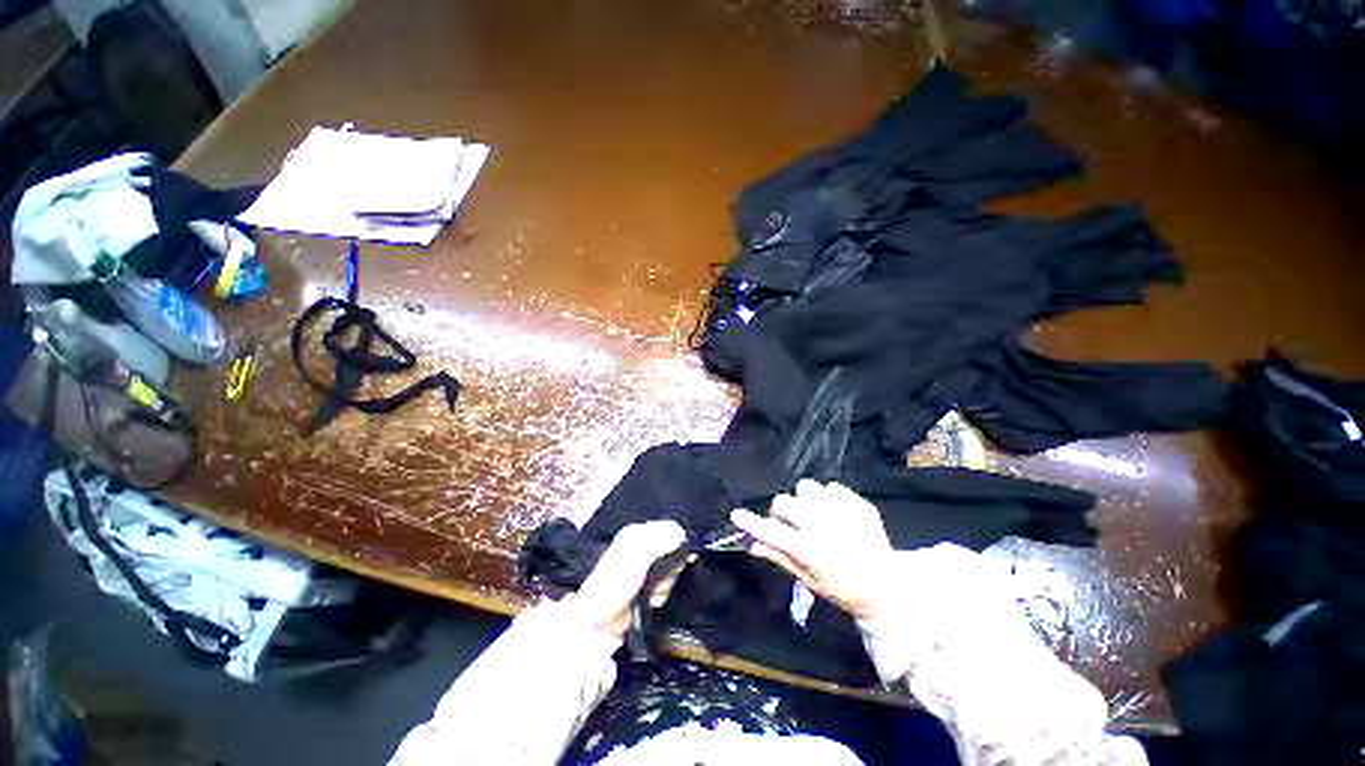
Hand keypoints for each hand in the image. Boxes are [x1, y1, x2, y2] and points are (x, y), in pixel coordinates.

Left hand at [571, 520, 688, 637]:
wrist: (599, 620)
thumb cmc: (615, 582)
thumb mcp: (637, 557)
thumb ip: (661, 543)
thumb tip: (682, 534)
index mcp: (637, 534)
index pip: (666, 527)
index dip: (678, 537)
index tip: (686, 552)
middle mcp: (643, 548)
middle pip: (673, 550)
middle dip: (671, 566)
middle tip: (660, 574)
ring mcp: (646, 569)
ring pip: (672, 570)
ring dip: (664, 583)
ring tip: (650, 591)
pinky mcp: (649, 588)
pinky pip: (666, 586)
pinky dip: (660, 594)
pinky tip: (649, 600)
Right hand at [731, 480, 893, 619]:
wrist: (888, 586)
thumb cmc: (843, 588)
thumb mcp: (809, 580)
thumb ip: (779, 558)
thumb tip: (752, 544)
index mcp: (810, 551)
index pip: (772, 533)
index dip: (751, 522)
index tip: (736, 514)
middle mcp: (824, 528)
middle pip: (784, 501)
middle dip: (781, 510)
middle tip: (790, 521)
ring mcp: (842, 513)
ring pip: (806, 487)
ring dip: (805, 500)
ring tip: (815, 513)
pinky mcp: (858, 503)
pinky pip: (831, 486)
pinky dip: (829, 497)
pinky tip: (836, 513)